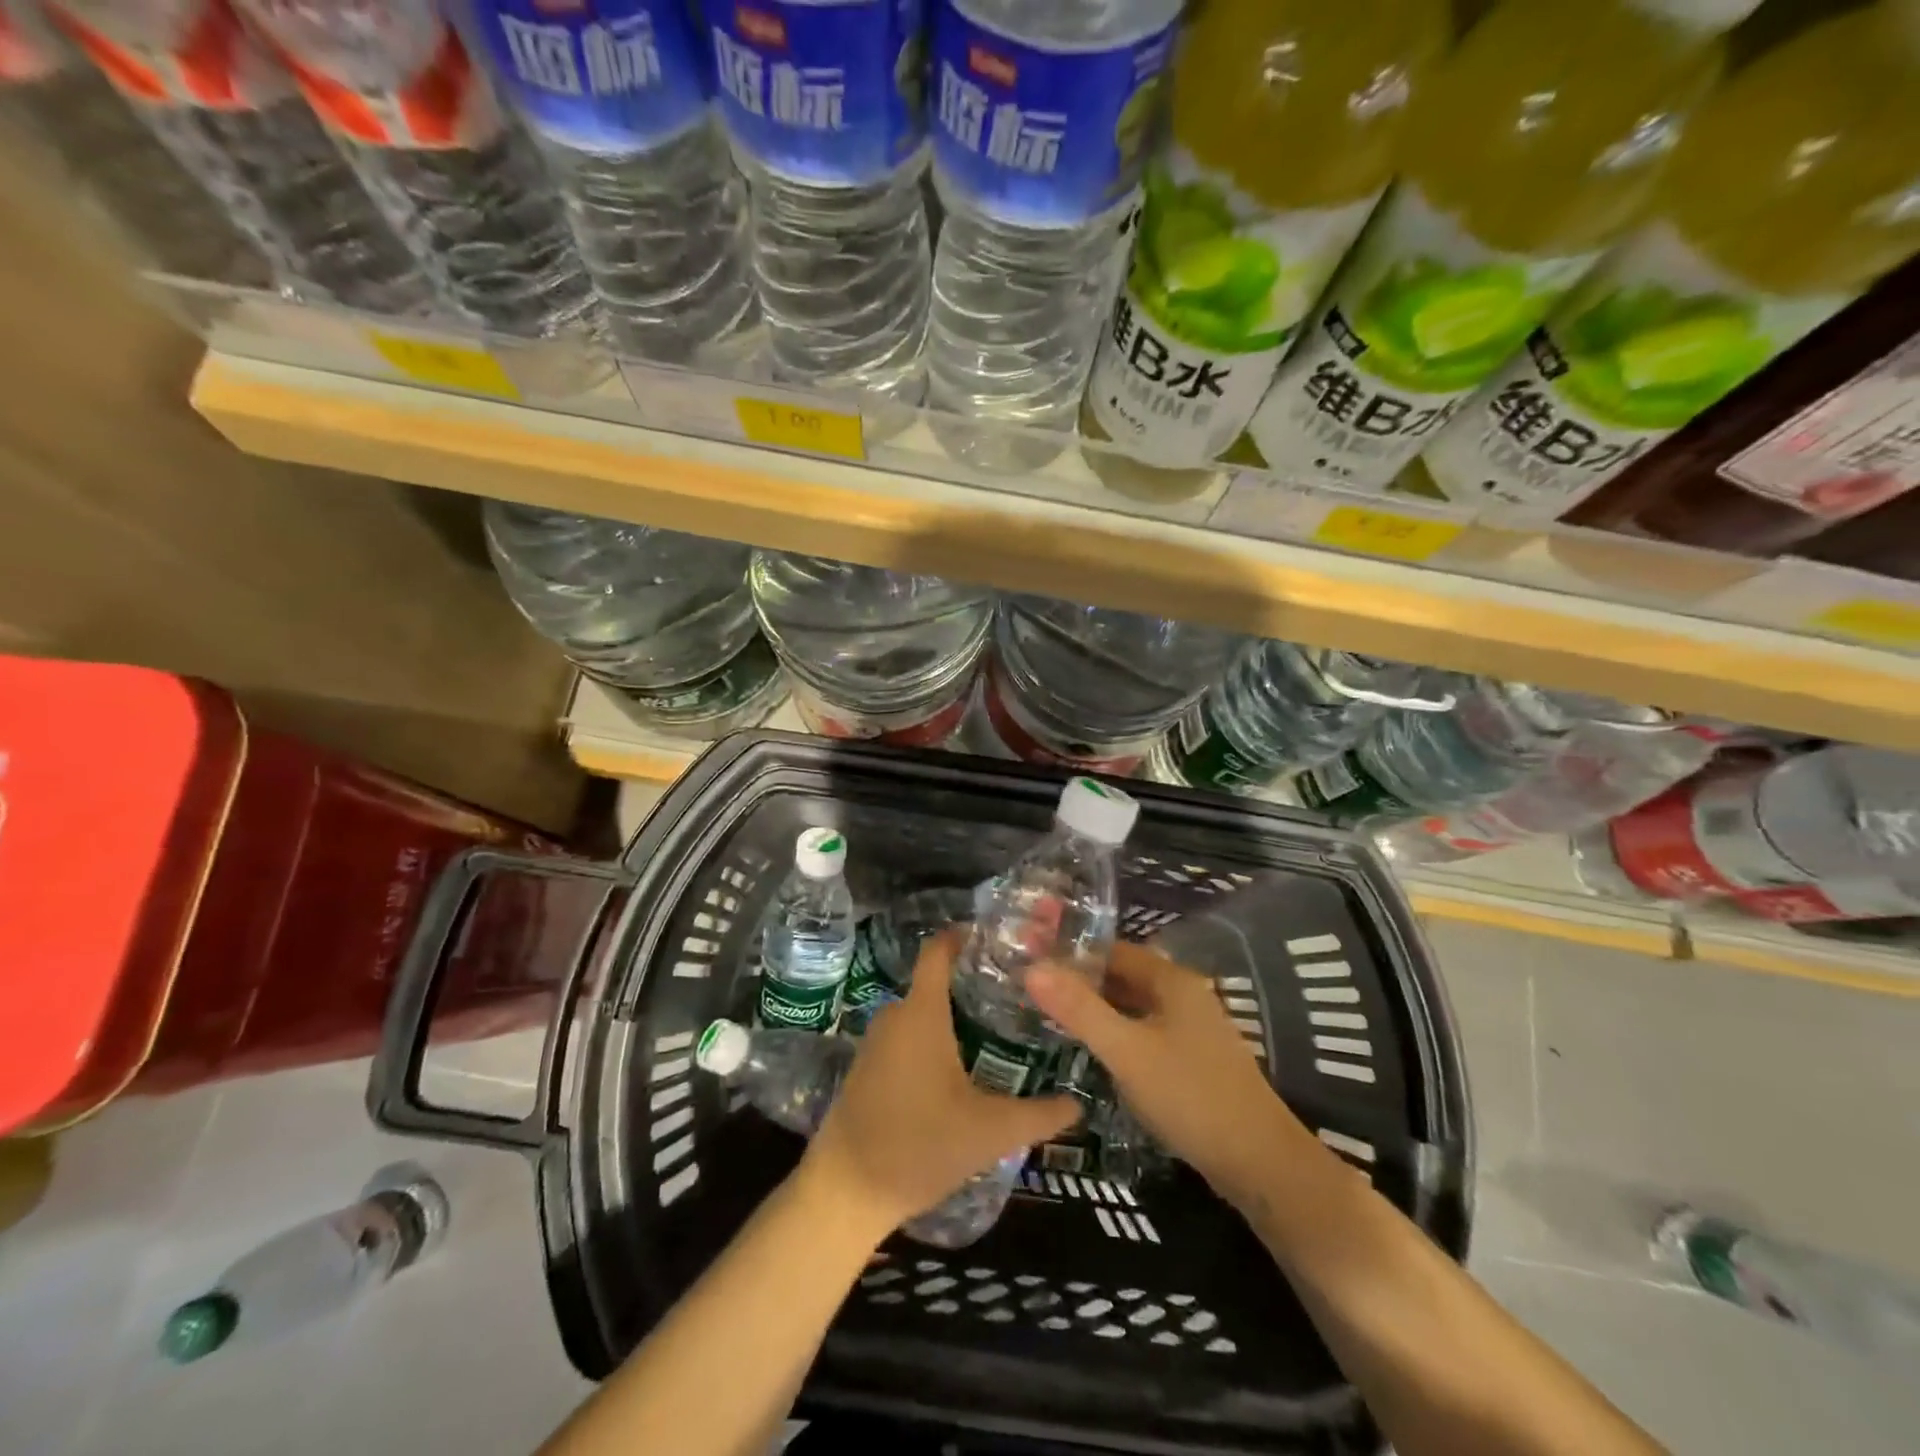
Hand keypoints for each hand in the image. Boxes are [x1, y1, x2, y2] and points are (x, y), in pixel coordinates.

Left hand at [801, 928, 1080, 1239]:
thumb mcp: (990, 1132)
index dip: (964, 936)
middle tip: (1018, 996)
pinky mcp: (867, 1068)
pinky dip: (933, 1040)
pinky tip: (960, 1069)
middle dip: (973, 984)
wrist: (844, 1192)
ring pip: (921, 1014)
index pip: (938, 950)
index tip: (1000, 940)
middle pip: (936, 982)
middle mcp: (895, 1016)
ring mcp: (876, 1043)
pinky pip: (906, 1038)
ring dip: (954, 1016)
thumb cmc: (919, 1145)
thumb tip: (1079, 1104)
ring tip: (998, 1031)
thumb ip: (1039, 1115)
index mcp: (922, 1013)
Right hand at [1026, 943, 1309, 1210]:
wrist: (1261, 1164)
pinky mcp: (1193, 1061)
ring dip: (1098, 1009)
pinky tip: (1094, 1052)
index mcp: (1172, 980)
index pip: (1113, 950)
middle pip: (1124, 976)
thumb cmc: (1190, 1096)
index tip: (1032, 960)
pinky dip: (1117, 1034)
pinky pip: (1145, 1033)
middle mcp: (1184, 995)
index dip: (1073, 953)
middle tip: (1033, 991)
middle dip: (1082, 982)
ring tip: (1052, 1018)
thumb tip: (1032, 967)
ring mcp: (1192, 1029)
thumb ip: (1079, 1009)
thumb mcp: (1126, 1051)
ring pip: (1134, 1007)